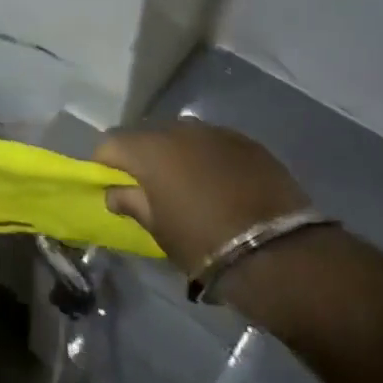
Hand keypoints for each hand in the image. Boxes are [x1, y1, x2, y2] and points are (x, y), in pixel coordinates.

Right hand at [94, 120, 310, 273]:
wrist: (278, 252)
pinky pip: (216, 145)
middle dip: (143, 158)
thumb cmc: (204, 243)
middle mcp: (180, 129)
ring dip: (178, 156)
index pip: (110, 142)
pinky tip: (222, 186)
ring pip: (184, 137)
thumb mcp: (159, 230)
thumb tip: (115, 193)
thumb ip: (132, 204)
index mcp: (150, 149)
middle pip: (148, 136)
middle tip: (151, 189)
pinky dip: (210, 159)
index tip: (111, 186)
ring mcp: (217, 132)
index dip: (105, 164)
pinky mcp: (248, 142)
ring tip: (189, 187)